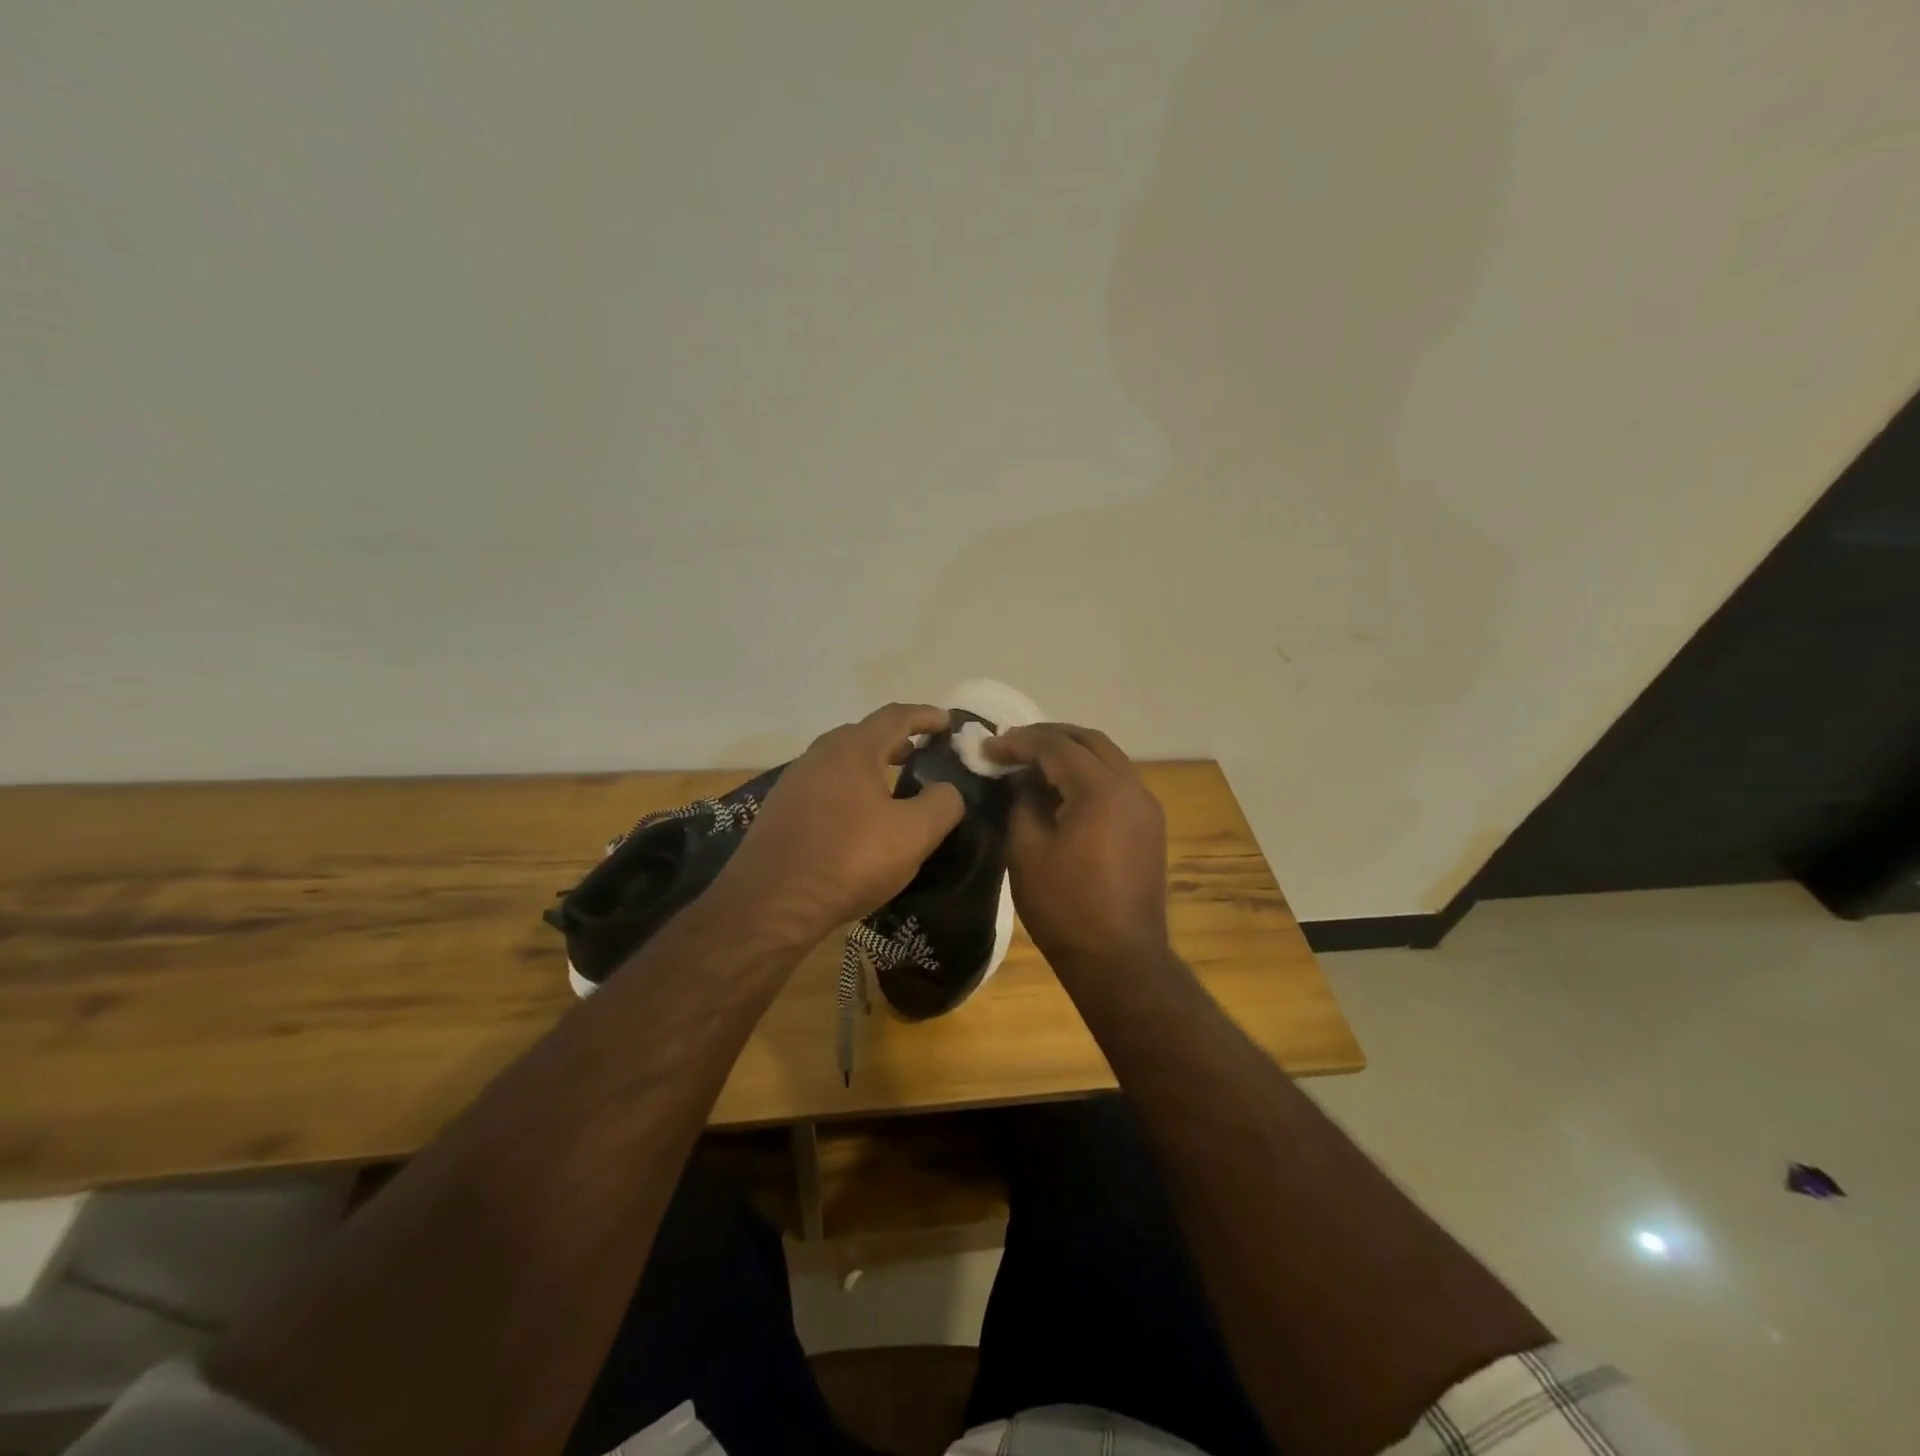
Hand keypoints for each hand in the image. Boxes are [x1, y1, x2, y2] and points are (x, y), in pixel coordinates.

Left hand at [716, 703, 965, 942]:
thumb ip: (942, 804)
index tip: (948, 721)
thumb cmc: (848, 860)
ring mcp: (793, 783)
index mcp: (852, 750)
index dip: (925, 716)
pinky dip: (849, 789)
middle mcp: (818, 756)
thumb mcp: (913, 834)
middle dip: (896, 740)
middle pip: (863, 735)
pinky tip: (857, 817)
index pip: (895, 717)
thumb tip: (946, 789)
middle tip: (921, 752)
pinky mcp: (779, 812)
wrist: (770, 903)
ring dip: (870, 765)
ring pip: (840, 762)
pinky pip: (824, 787)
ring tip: (893, 783)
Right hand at [984, 723, 1170, 972]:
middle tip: (1011, 745)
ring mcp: (1147, 806)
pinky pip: (1117, 781)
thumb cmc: (1066, 908)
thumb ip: (1022, 803)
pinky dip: (1088, 773)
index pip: (1057, 746)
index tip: (987, 749)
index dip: (1019, 743)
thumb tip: (1022, 780)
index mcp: (1103, 790)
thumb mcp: (1027, 852)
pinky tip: (1061, 789)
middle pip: (1089, 741)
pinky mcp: (1149, 825)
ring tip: (1032, 763)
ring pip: (1107, 758)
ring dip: (1070, 753)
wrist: (1120, 960)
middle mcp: (1133, 787)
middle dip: (1048, 736)